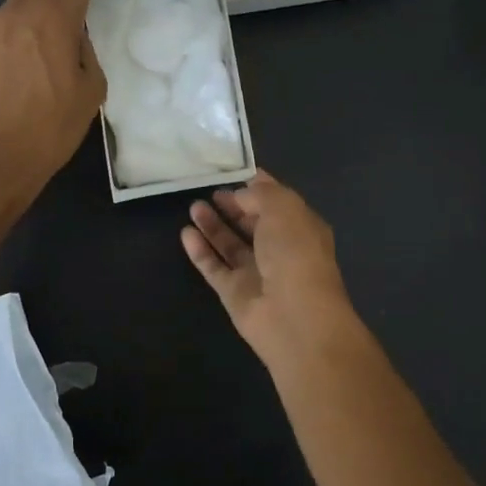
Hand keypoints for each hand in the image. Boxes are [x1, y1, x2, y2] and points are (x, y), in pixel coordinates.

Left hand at [0, 0, 108, 204]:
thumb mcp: (90, 92)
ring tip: (38, 52)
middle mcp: (13, 10)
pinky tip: (9, 75)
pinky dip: (6, 43)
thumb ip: (85, 51)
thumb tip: (71, 36)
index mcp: (53, 19)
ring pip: (12, 7)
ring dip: (30, 15)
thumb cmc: (50, 130)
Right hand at [181, 170, 358, 366]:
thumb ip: (259, 194)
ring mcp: (257, 272)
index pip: (276, 199)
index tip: (232, 170)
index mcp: (300, 226)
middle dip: (233, 205)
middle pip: (252, 222)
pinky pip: (215, 267)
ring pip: (231, 244)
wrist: (294, 316)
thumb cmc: (294, 252)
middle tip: (208, 189)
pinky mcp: (235, 293)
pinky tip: (186, 233)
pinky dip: (201, 251)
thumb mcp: (282, 207)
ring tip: (193, 206)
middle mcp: (280, 248)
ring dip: (214, 225)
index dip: (256, 184)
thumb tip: (240, 195)